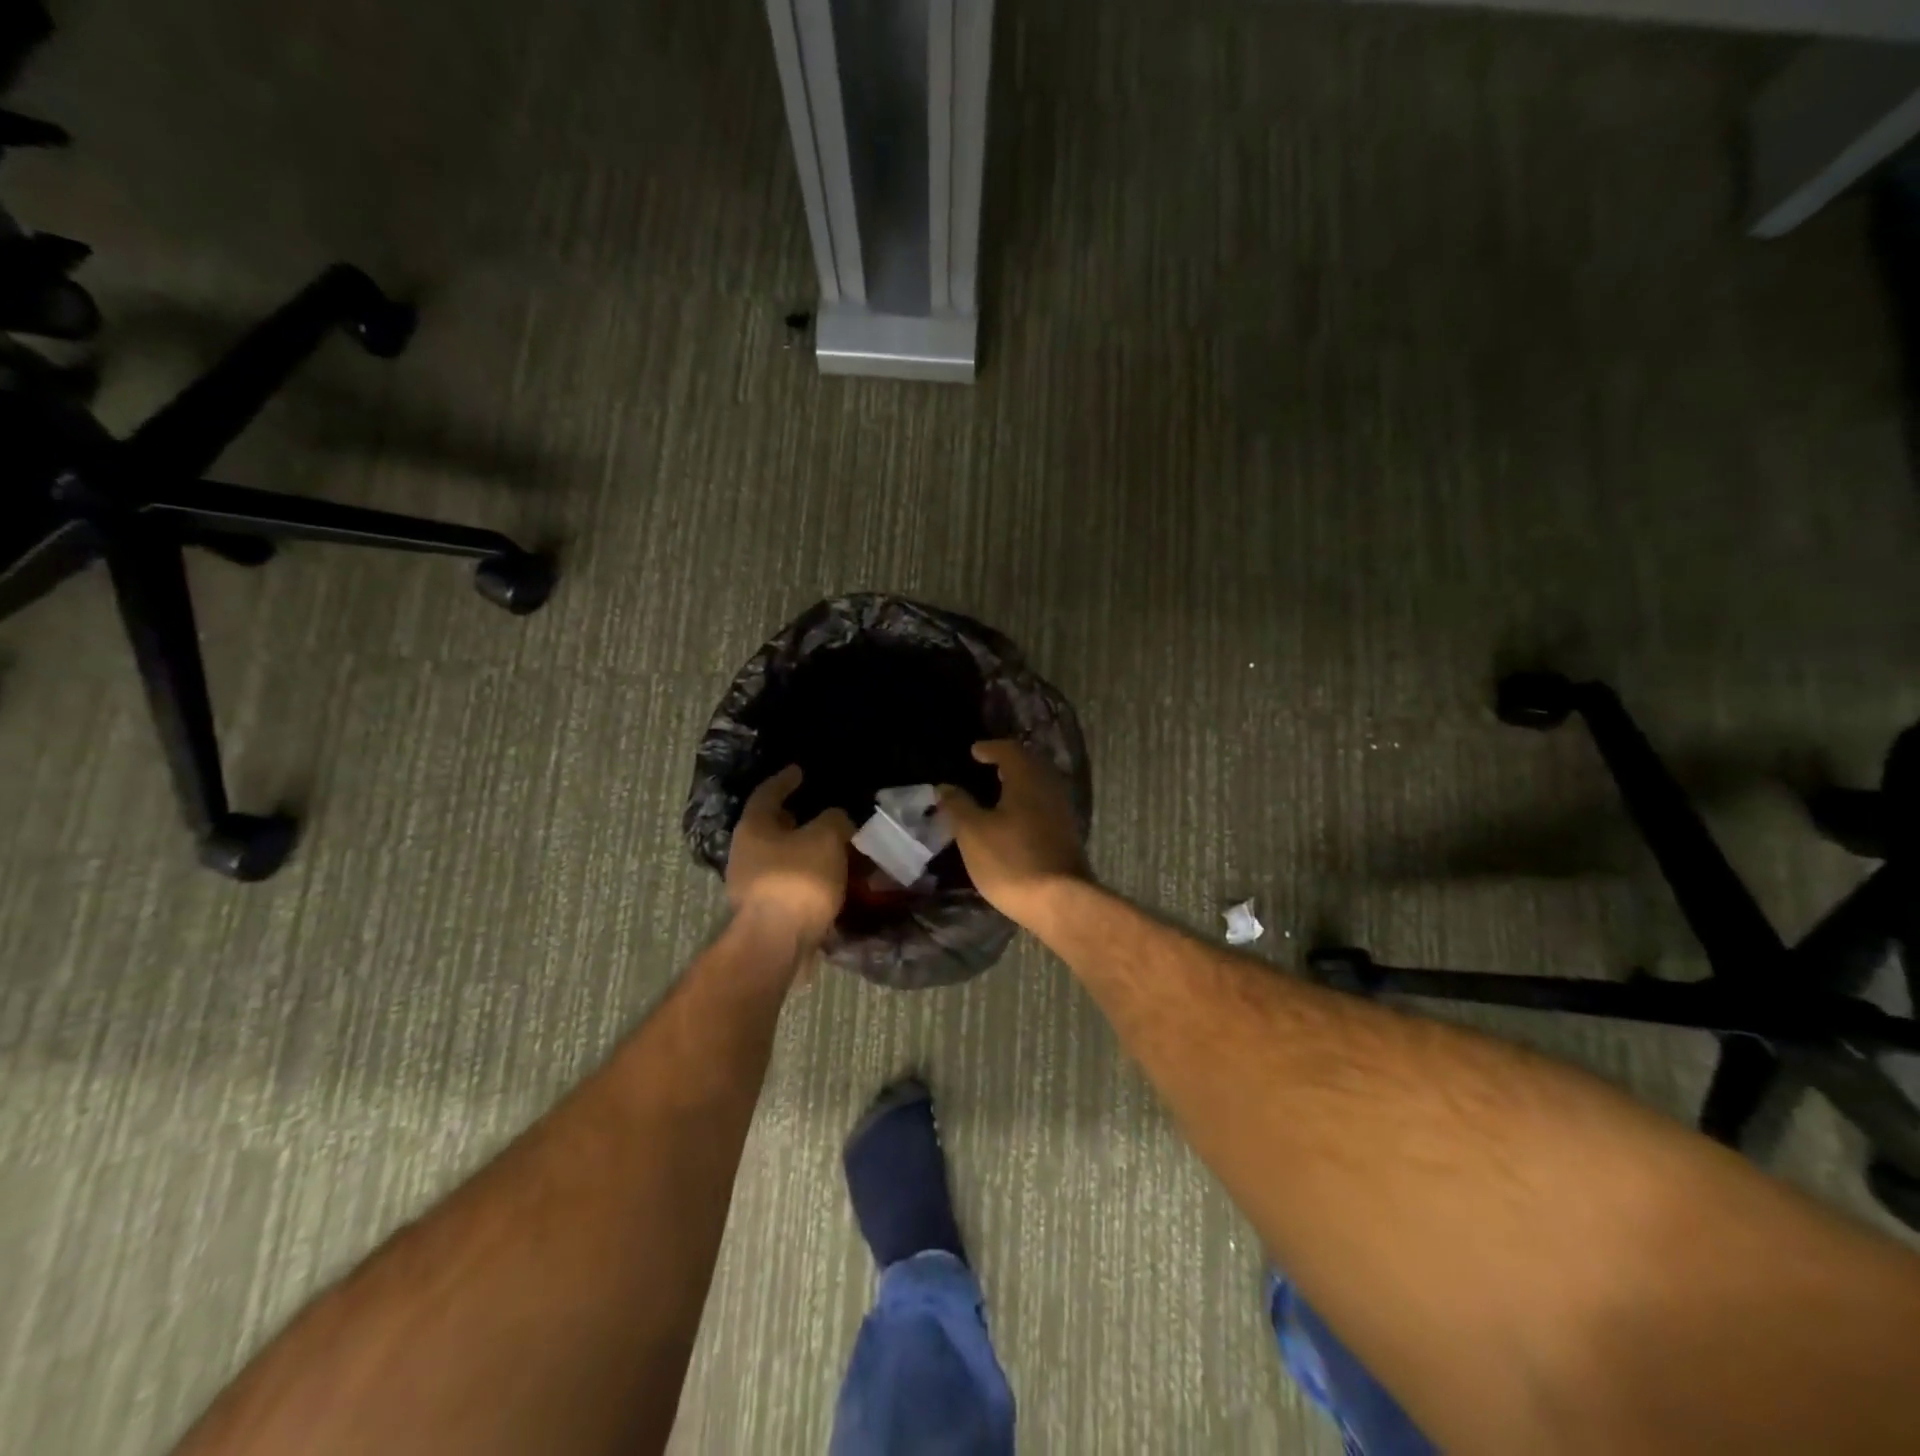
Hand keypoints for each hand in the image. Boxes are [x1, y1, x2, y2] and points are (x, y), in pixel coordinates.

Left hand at [727, 766, 854, 945]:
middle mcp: (746, 853)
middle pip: (773, 828)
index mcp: (754, 827)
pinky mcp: (766, 911)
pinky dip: (811, 877)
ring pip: (784, 858)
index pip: (768, 793)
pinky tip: (833, 881)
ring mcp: (752, 884)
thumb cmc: (798, 879)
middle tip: (823, 813)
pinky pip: (792, 883)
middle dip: (798, 820)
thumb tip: (836, 820)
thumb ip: (834, 820)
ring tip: (837, 850)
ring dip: (808, 852)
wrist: (778, 942)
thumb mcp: (826, 837)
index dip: (785, 780)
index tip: (799, 772)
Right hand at [939, 741, 1086, 924]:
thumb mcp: (972, 833)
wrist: (1059, 902)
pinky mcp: (1067, 835)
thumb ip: (957, 805)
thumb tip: (944, 787)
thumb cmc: (1010, 860)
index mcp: (1027, 779)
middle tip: (988, 767)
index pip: (1010, 750)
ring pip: (1040, 785)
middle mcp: (1050, 788)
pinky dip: (1028, 802)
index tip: (974, 752)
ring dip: (1020, 783)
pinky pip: (1045, 805)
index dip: (990, 748)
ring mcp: (1062, 812)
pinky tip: (1014, 818)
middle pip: (1030, 764)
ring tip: (998, 792)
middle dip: (1008, 763)